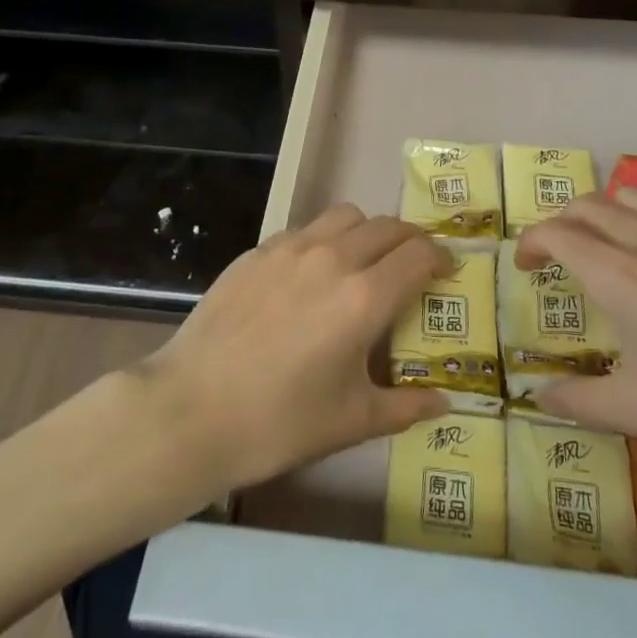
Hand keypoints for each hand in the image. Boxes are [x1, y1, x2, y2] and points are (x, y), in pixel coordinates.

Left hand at [136, 205, 452, 493]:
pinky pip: (305, 229)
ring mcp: (291, 248)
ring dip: (367, 231)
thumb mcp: (351, 421)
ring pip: (345, 216)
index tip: (445, 272)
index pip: (418, 254)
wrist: (191, 410)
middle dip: (409, 241)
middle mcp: (333, 258)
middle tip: (412, 267)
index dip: (440, 258)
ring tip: (363, 261)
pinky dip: (324, 240)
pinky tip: (311, 275)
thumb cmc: (279, 422)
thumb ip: (405, 406)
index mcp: (364, 297)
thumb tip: (445, 403)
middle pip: (387, 226)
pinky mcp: (257, 251)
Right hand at [518, 163, 636, 494]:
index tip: (525, 266)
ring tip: (606, 232)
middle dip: (563, 222)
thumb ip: (582, 401)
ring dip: (607, 207)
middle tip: (559, 253)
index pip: (556, 236)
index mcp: (616, 277)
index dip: (531, 243)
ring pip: (634, 196)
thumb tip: (538, 396)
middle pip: (588, 208)